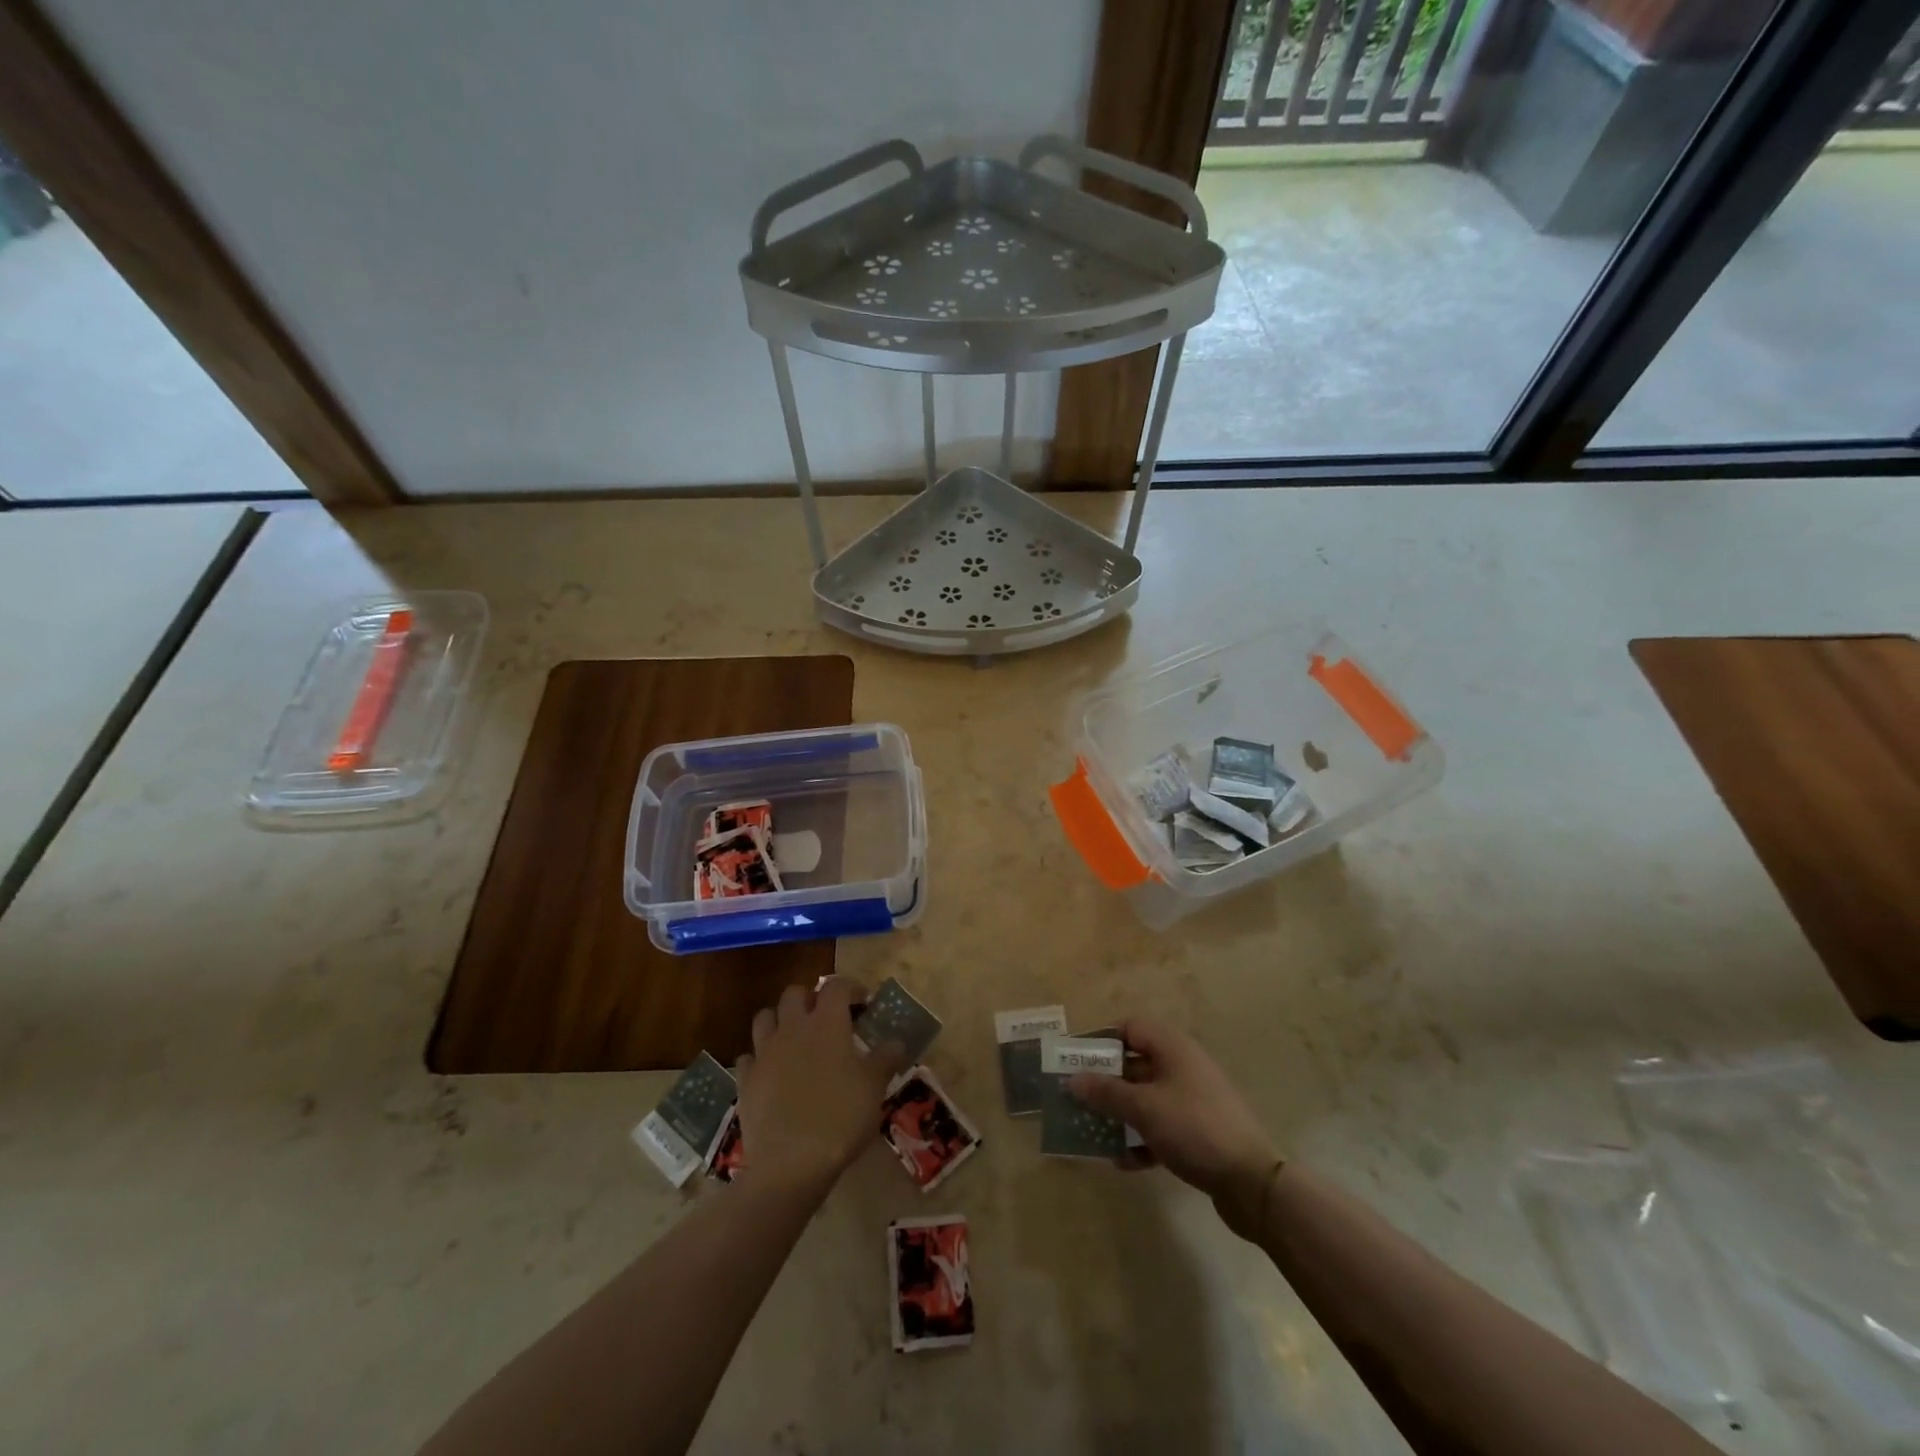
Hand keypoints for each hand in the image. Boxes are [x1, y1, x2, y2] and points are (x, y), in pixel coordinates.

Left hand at [734, 979, 904, 1197]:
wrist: (791, 1163)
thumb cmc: (841, 1118)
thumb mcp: (874, 1088)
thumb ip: (886, 1058)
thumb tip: (897, 1042)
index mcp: (827, 1023)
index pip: (836, 986)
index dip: (851, 987)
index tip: (864, 1001)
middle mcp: (792, 1028)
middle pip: (795, 993)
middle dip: (810, 998)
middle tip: (827, 1018)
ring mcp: (764, 1053)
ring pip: (765, 1017)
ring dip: (779, 1021)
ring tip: (795, 1039)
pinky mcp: (746, 1080)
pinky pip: (748, 1057)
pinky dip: (759, 1058)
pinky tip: (771, 1072)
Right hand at [1068, 1017, 1281, 1239]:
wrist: (1252, 1182)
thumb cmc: (1194, 1128)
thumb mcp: (1143, 1108)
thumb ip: (1106, 1093)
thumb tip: (1073, 1079)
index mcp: (1172, 1047)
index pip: (1130, 1027)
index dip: (1101, 1040)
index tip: (1075, 1061)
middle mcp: (1183, 1066)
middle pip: (1135, 1064)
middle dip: (1105, 1082)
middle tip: (1076, 1099)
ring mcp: (1193, 1099)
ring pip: (1146, 1098)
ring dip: (1120, 1113)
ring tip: (1093, 1132)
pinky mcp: (1200, 1131)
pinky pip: (1161, 1126)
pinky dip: (1141, 1139)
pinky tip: (1123, 1162)